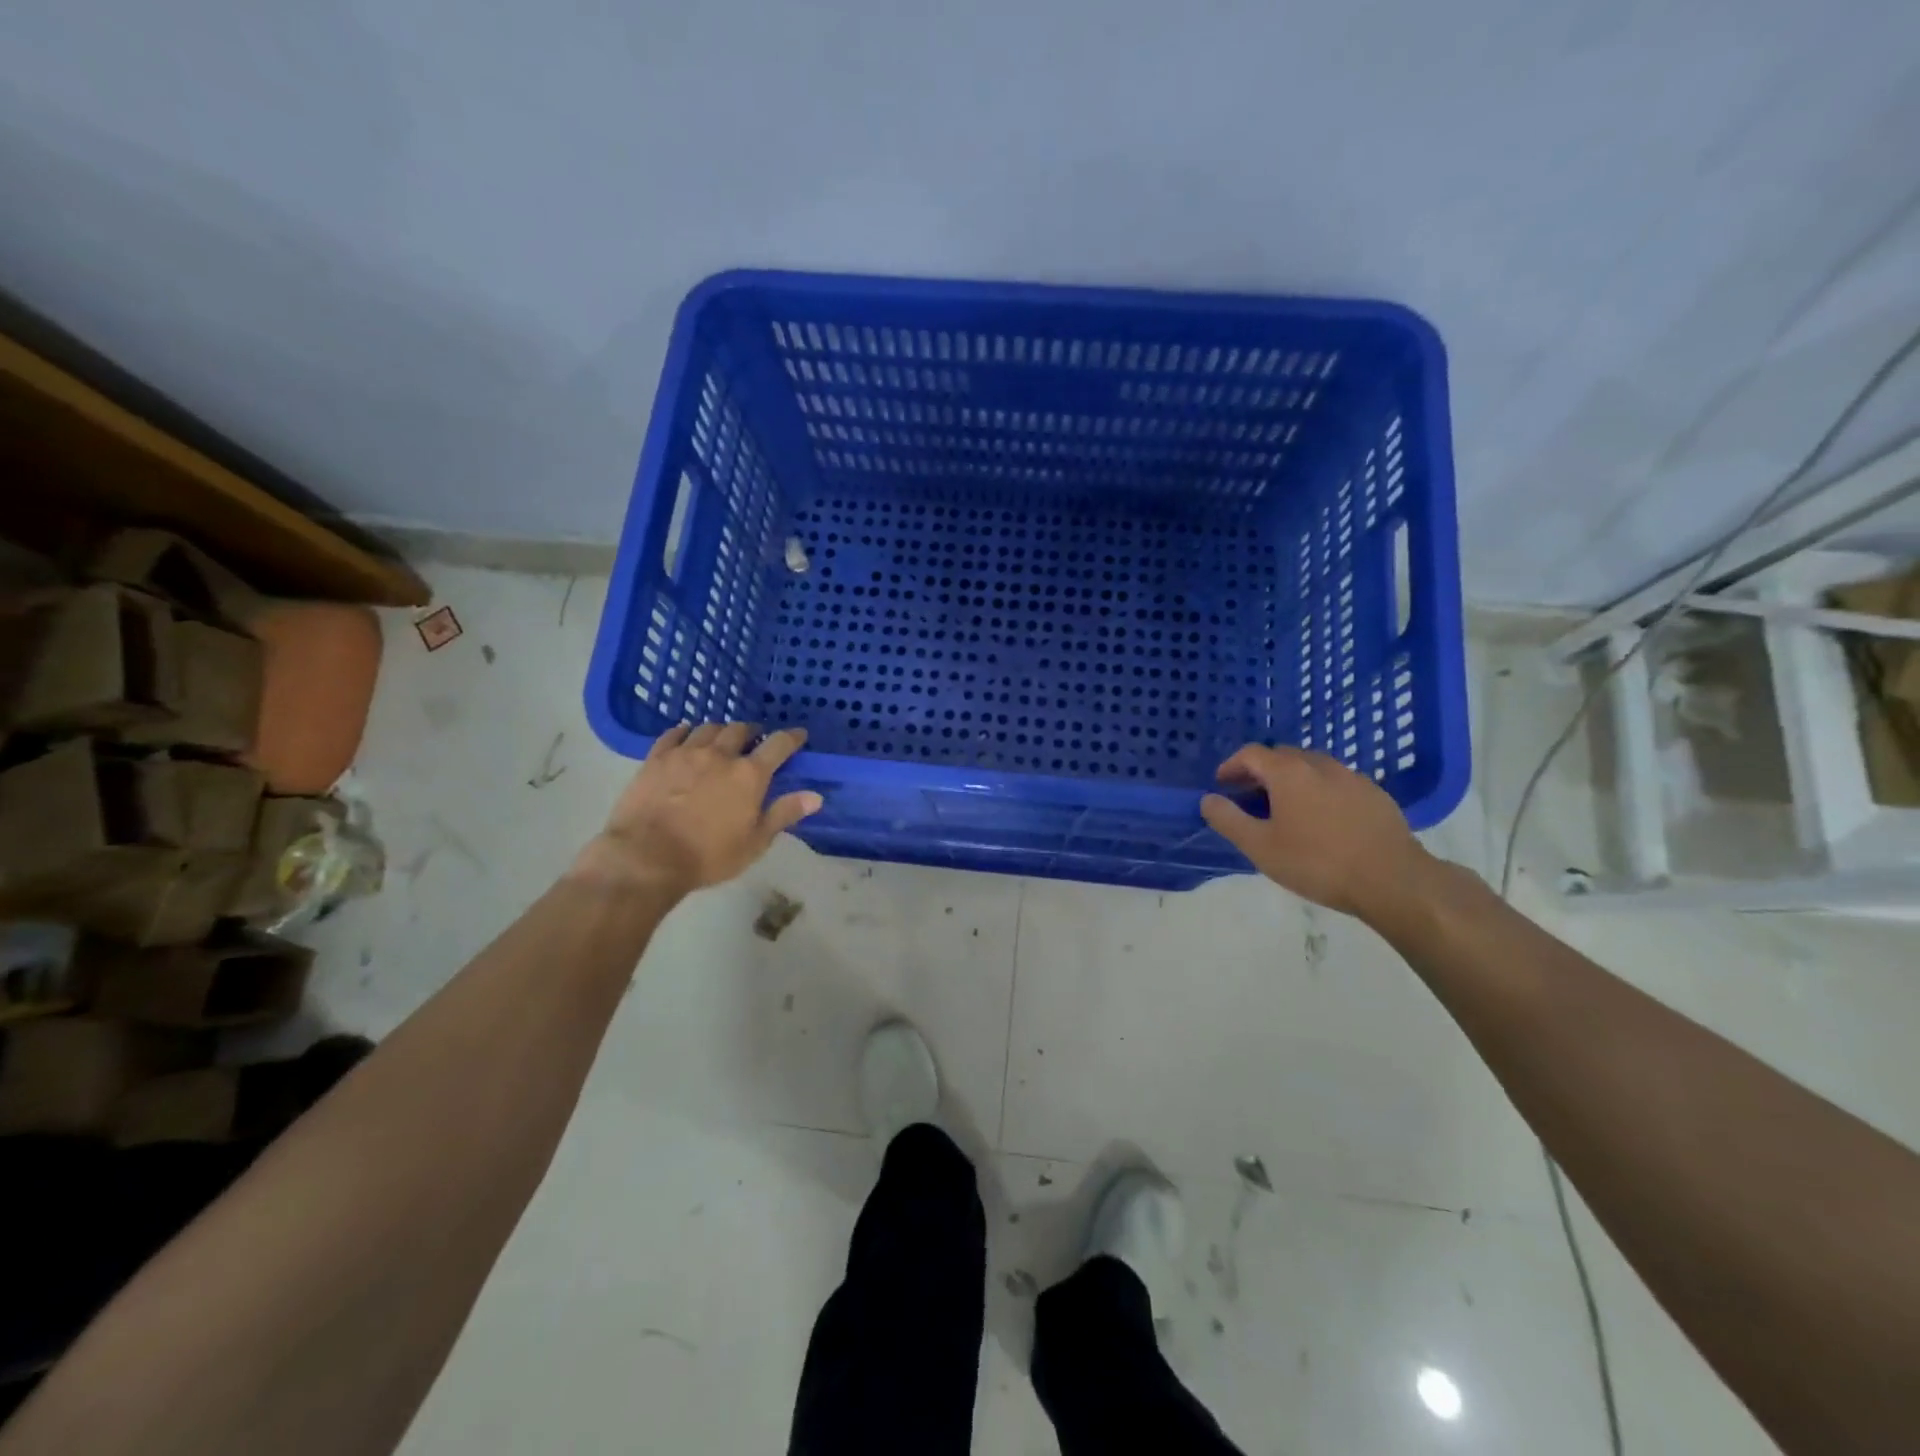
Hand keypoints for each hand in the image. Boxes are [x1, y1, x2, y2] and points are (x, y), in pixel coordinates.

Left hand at [570, 723, 821, 895]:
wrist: (646, 857)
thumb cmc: (708, 855)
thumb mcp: (755, 842)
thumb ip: (784, 814)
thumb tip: (815, 796)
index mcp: (749, 774)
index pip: (778, 745)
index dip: (792, 737)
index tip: (799, 735)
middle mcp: (720, 754)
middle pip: (741, 730)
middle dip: (752, 733)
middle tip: (755, 741)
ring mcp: (686, 753)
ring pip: (709, 728)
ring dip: (721, 731)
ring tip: (722, 739)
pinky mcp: (656, 758)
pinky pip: (674, 734)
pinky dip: (686, 731)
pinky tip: (687, 735)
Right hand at [1200, 744, 1426, 920]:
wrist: (1393, 881)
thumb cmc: (1317, 863)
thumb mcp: (1260, 847)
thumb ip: (1228, 820)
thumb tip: (1208, 799)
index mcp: (1289, 772)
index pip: (1252, 754)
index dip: (1232, 766)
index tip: (1222, 784)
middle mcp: (1320, 765)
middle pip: (1282, 756)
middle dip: (1260, 771)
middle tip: (1248, 797)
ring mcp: (1352, 778)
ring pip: (1312, 767)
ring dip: (1291, 780)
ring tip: (1283, 808)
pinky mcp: (1376, 795)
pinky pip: (1337, 783)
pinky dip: (1319, 791)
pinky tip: (1321, 820)